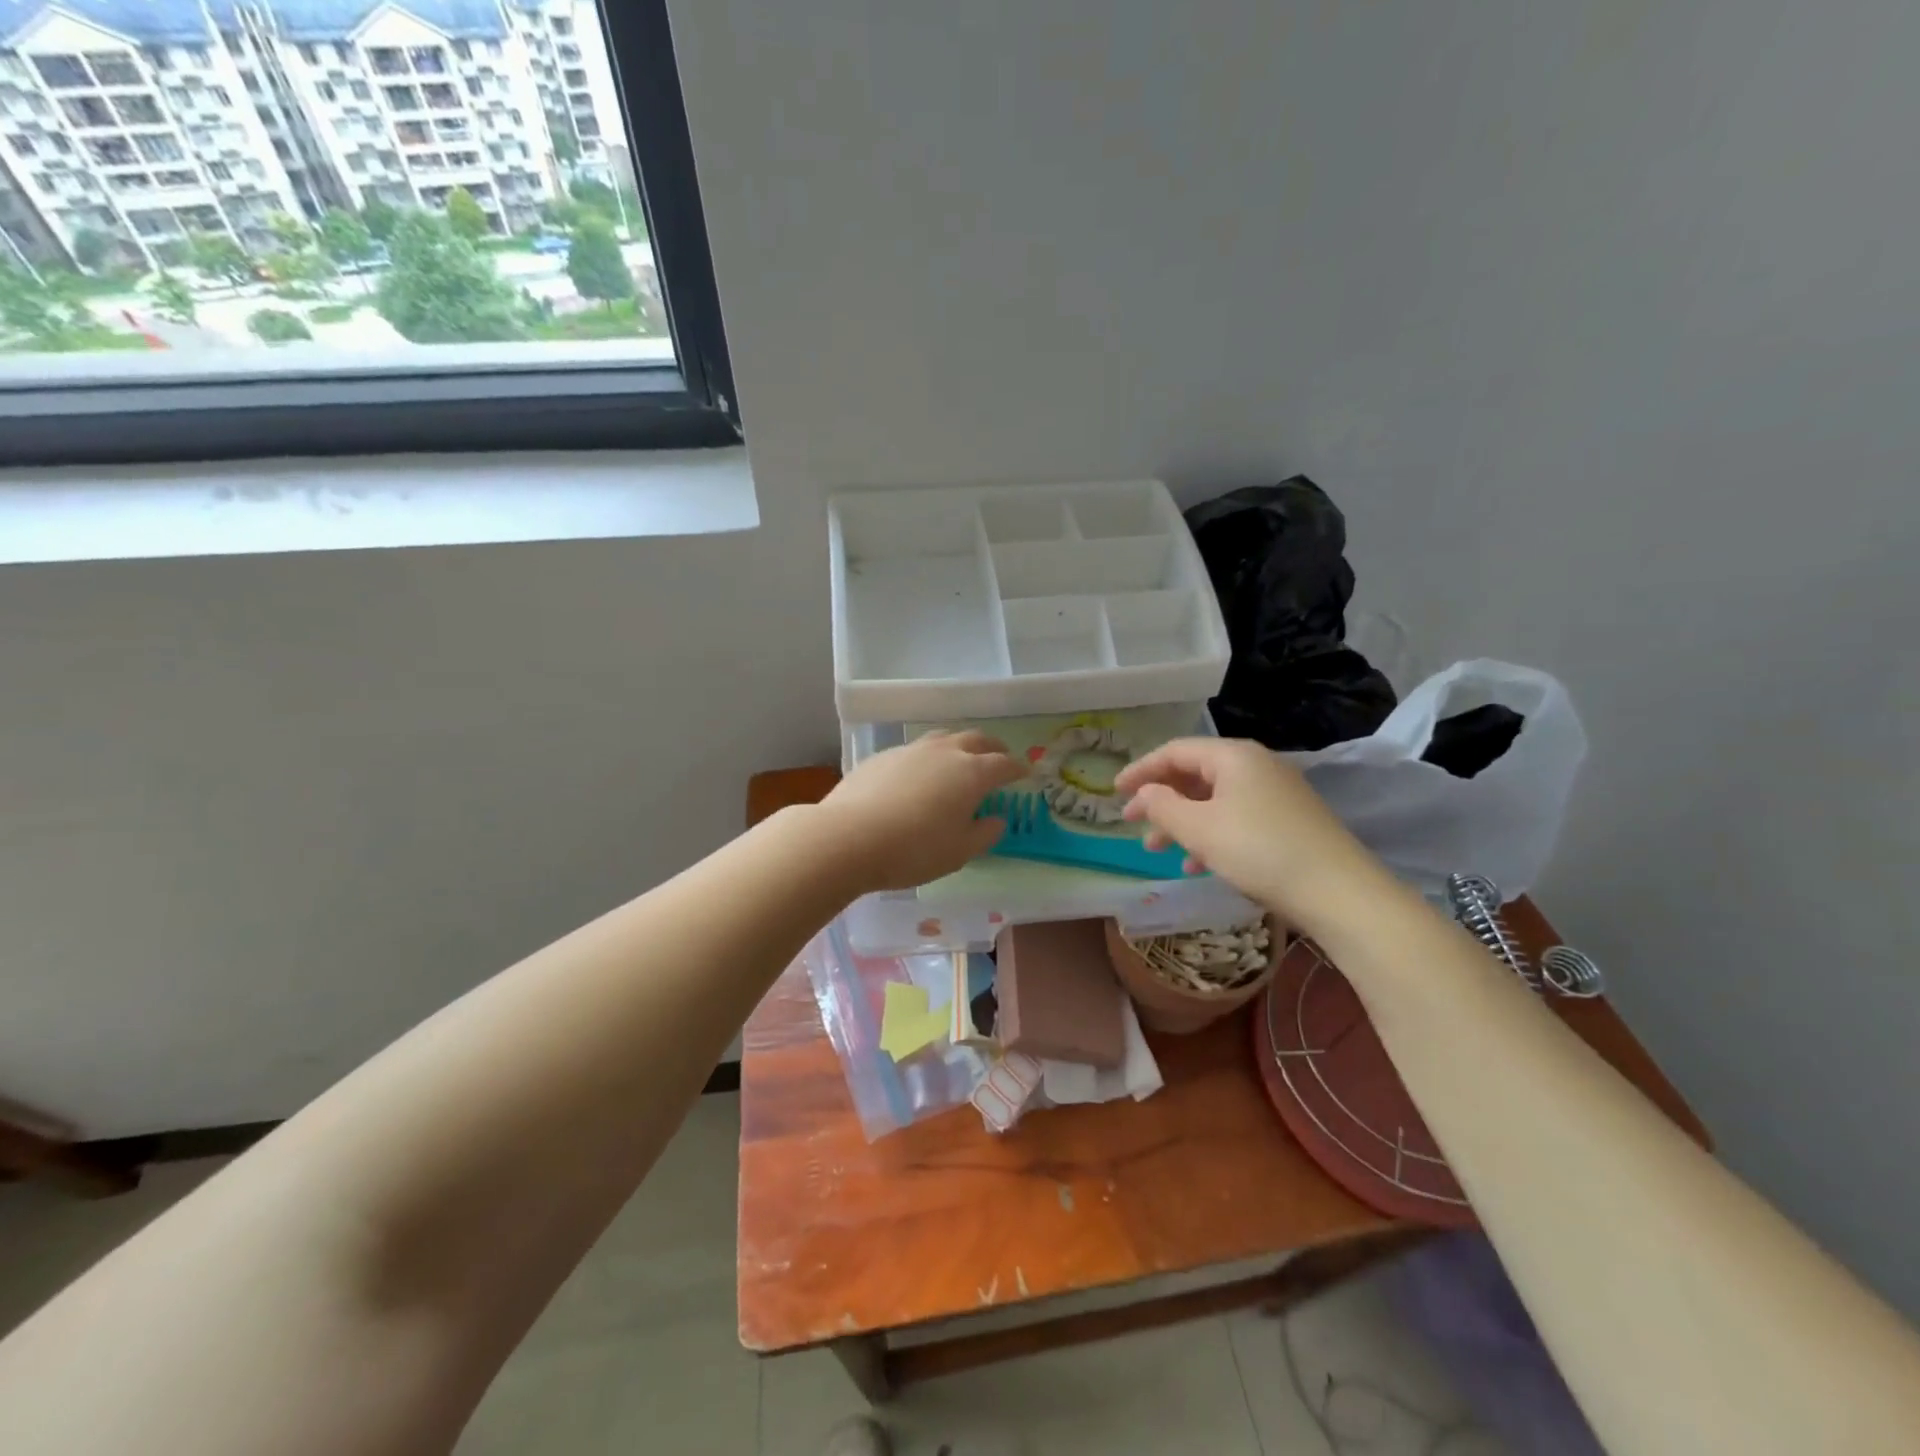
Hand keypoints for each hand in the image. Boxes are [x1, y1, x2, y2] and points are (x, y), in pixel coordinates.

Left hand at [817, 730, 1025, 892]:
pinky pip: (914, 750)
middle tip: (999, 757)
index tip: (1023, 774)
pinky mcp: (882, 756)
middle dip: (992, 748)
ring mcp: (910, 750)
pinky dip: (927, 758)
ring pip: (943, 738)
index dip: (1017, 769)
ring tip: (960, 759)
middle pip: (976, 739)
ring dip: (959, 746)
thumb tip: (996, 819)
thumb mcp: (958, 852)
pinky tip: (919, 775)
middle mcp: (944, 752)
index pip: (1003, 764)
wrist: (848, 837)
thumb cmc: (913, 849)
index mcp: (971, 773)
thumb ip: (983, 834)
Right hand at [1116, 737, 1385, 931]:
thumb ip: (1162, 806)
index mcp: (1233, 756)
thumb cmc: (1259, 851)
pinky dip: (1210, 835)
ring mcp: (1275, 794)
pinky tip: (1197, 865)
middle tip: (1134, 824)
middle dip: (1160, 800)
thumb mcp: (1199, 828)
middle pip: (1194, 775)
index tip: (1115, 793)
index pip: (1174, 751)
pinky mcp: (1288, 821)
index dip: (1141, 770)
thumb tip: (1144, 793)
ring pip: (1214, 800)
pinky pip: (1236, 818)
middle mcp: (1255, 766)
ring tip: (1159, 850)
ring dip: (1182, 822)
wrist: (1340, 892)